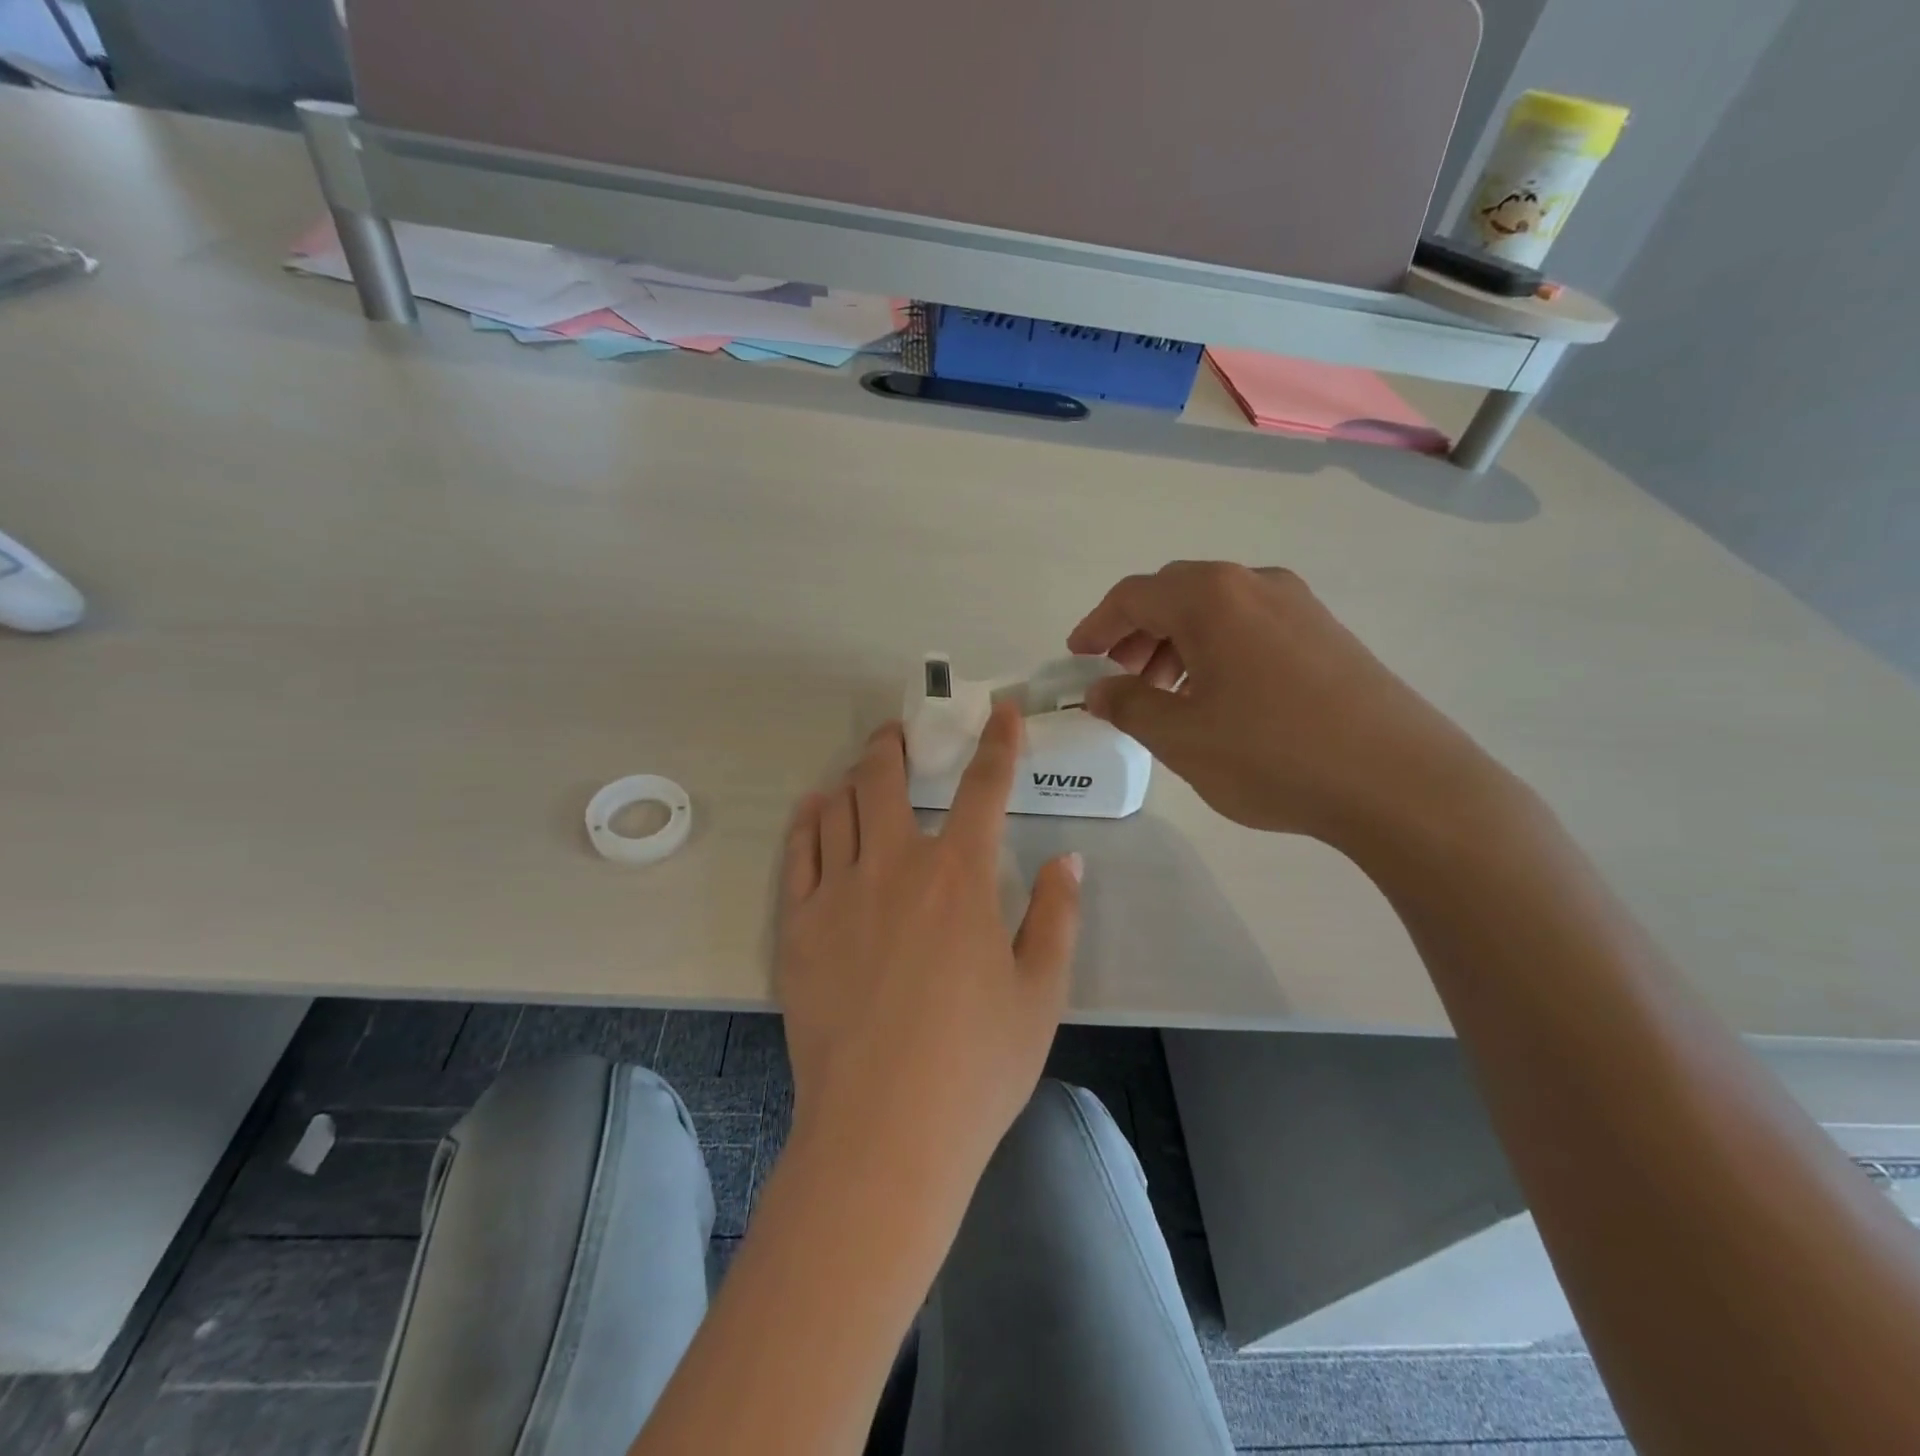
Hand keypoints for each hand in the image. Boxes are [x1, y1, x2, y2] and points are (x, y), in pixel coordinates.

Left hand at [775, 705, 1082, 1186]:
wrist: (883, 1132)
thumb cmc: (975, 1066)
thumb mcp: (1040, 993)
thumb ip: (1056, 916)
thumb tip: (1069, 860)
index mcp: (959, 876)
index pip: (983, 788)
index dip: (998, 743)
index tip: (1001, 713)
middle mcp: (894, 865)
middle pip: (885, 778)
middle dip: (895, 744)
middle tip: (899, 733)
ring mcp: (838, 892)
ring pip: (836, 806)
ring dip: (852, 777)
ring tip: (860, 771)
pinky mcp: (798, 926)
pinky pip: (798, 851)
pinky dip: (809, 820)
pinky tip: (816, 810)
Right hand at [1067, 561, 1511, 853]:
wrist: (1400, 782)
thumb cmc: (1273, 754)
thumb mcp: (1181, 737)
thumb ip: (1129, 705)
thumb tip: (1099, 689)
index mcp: (1211, 598)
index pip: (1133, 596)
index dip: (1096, 626)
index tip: (1076, 658)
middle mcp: (1255, 584)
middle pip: (1175, 595)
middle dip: (1137, 634)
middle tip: (1120, 680)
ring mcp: (1299, 605)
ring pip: (1216, 611)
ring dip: (1177, 643)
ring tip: (1166, 695)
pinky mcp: (1327, 633)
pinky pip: (1251, 626)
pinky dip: (1216, 651)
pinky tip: (1218, 697)